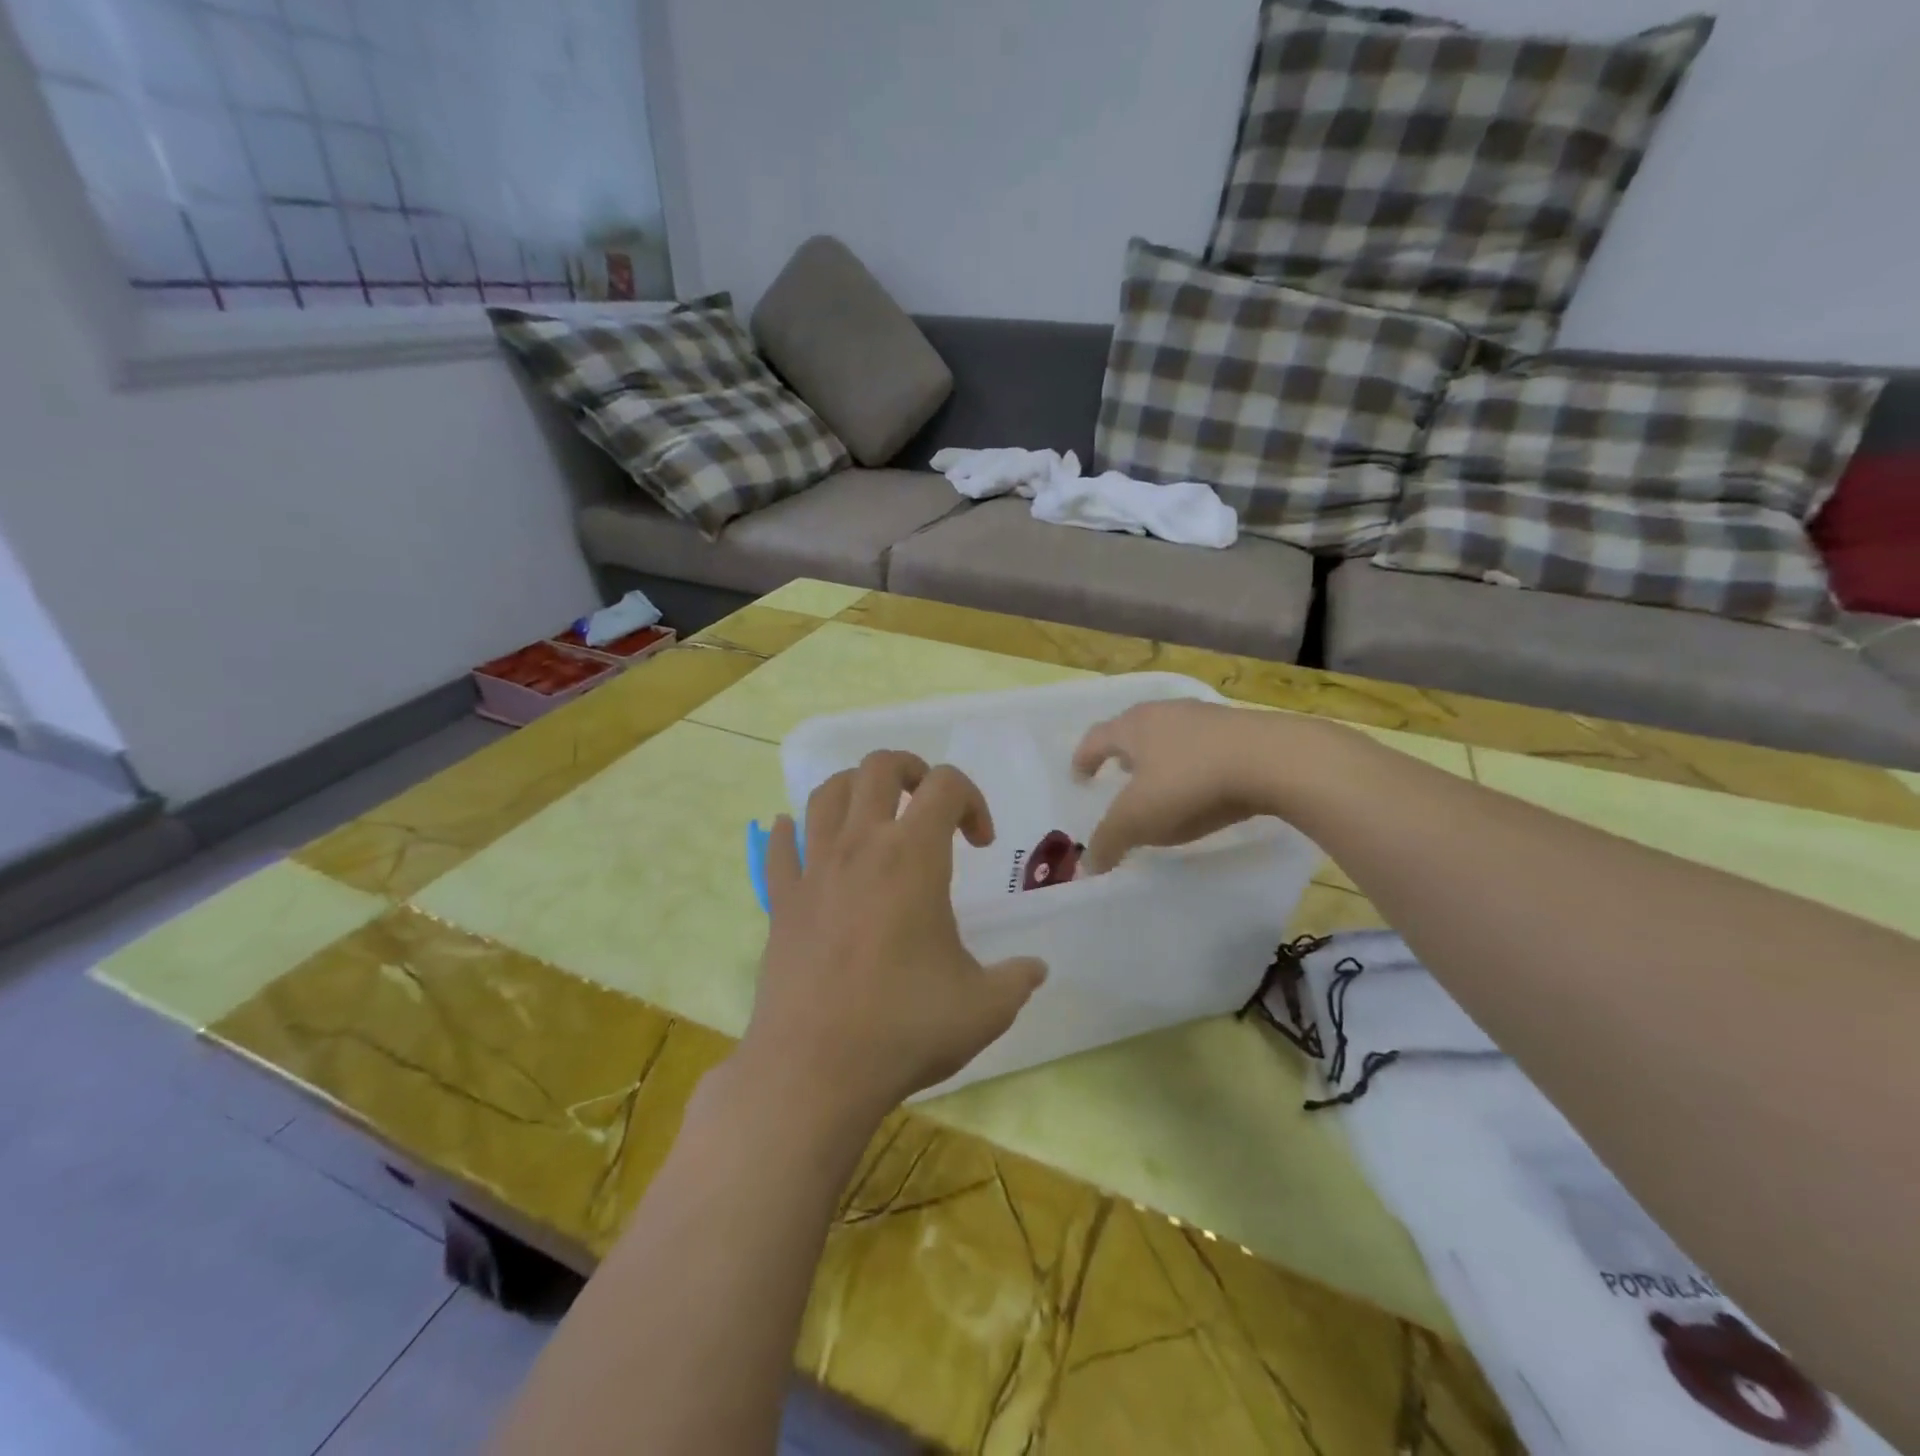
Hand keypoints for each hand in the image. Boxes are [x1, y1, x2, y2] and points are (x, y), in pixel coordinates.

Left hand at [739, 751, 1047, 1127]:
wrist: (814, 1071)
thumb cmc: (904, 1028)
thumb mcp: (984, 1007)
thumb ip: (1017, 980)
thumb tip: (1036, 969)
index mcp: (913, 857)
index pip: (946, 785)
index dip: (972, 799)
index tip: (981, 844)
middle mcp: (860, 846)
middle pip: (878, 767)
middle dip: (911, 770)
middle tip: (927, 804)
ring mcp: (813, 870)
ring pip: (826, 794)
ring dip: (855, 789)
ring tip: (874, 817)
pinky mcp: (780, 901)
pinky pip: (780, 847)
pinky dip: (792, 833)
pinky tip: (799, 840)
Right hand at [1073, 700, 1280, 872]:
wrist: (1273, 760)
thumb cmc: (1190, 782)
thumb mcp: (1139, 819)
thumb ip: (1108, 841)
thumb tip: (1086, 867)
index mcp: (1133, 727)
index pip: (1096, 739)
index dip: (1083, 759)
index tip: (1079, 777)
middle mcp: (1165, 713)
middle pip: (1134, 730)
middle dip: (1123, 754)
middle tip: (1119, 776)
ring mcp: (1206, 718)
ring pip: (1171, 736)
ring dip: (1161, 758)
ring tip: (1162, 785)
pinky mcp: (1242, 730)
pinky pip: (1205, 747)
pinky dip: (1194, 764)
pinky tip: (1204, 787)